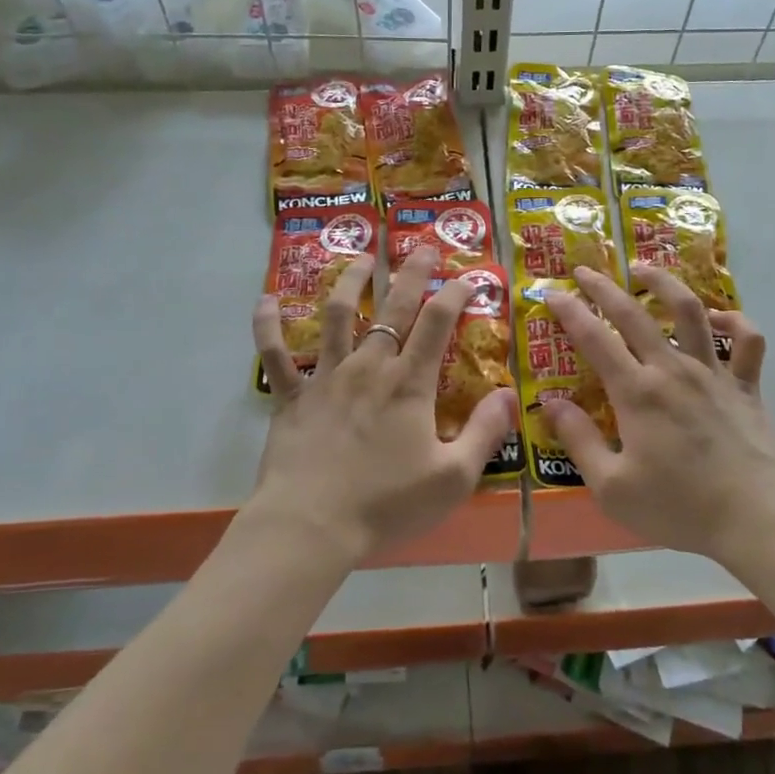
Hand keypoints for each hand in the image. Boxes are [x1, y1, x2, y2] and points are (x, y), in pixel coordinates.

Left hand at [248, 246, 517, 564]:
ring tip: (360, 256)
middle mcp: (369, 367)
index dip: (456, 293)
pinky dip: (267, 324)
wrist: (311, 526)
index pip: (438, 323)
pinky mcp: (291, 396)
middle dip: (411, 273)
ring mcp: (326, 377)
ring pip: (337, 315)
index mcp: (409, 383)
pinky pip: (275, 353)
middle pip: (393, 307)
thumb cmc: (386, 504)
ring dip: (350, 281)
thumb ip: (484, 433)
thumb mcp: (452, 478)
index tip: (470, 277)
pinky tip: (265, 299)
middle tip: (421, 247)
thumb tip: (509, 394)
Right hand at [541, 265, 774, 561]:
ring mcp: (714, 373)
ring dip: (665, 284)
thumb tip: (550, 404)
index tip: (551, 293)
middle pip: (634, 313)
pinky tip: (719, 319)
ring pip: (690, 312)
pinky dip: (734, 322)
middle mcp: (673, 370)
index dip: (569, 311)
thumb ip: (579, 441)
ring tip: (645, 270)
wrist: (757, 519)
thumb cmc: (680, 508)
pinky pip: (747, 342)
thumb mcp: (612, 487)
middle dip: (604, 287)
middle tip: (584, 269)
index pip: (594, 338)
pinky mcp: (746, 387)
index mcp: (637, 392)